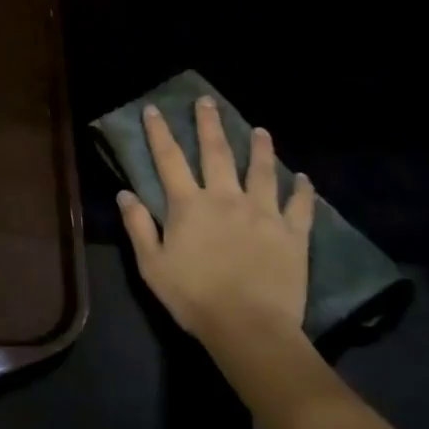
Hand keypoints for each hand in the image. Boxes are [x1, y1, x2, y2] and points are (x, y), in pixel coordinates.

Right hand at [118, 98, 313, 342]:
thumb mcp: (152, 265)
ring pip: (261, 170)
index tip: (154, 109)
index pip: (169, 160)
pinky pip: (300, 205)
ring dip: (260, 147)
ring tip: (260, 129)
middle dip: (209, 124)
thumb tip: (124, 193)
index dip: (159, 133)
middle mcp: (226, 198)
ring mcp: (263, 213)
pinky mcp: (292, 233)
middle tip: (207, 101)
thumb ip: (138, 226)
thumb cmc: (193, 297)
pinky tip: (303, 177)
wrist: (249, 327)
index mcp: (189, 205)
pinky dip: (302, 189)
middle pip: (216, 153)